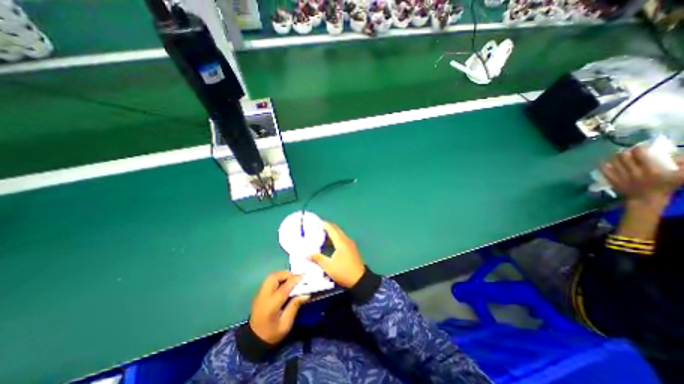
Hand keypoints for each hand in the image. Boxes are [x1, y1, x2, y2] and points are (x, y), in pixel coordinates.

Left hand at [249, 270, 309, 345]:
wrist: (254, 341)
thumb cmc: (272, 334)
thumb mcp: (286, 324)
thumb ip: (295, 306)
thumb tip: (306, 294)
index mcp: (271, 305)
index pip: (284, 288)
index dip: (295, 280)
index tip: (304, 276)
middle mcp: (264, 296)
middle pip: (274, 277)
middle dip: (287, 274)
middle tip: (297, 278)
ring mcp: (260, 293)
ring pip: (271, 276)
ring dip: (282, 275)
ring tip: (291, 279)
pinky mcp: (259, 293)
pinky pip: (269, 280)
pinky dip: (278, 278)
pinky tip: (285, 283)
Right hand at [310, 221, 365, 286]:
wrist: (360, 280)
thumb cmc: (343, 272)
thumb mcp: (328, 266)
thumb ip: (317, 258)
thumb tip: (306, 254)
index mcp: (341, 241)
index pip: (331, 228)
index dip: (324, 224)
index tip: (316, 222)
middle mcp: (346, 240)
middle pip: (336, 229)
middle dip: (327, 227)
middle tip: (318, 228)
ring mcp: (350, 244)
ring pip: (340, 234)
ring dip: (332, 233)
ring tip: (321, 235)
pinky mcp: (352, 248)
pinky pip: (342, 239)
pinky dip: (335, 238)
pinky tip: (330, 244)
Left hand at [599, 147, 682, 206]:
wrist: (645, 200)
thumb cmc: (664, 188)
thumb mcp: (681, 177)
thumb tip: (680, 155)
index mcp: (650, 170)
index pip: (640, 155)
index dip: (638, 148)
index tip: (640, 146)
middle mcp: (633, 172)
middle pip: (624, 157)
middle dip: (625, 152)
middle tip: (628, 150)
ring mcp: (621, 176)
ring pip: (614, 162)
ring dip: (615, 157)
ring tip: (618, 155)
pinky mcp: (612, 180)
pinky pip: (604, 171)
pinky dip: (603, 165)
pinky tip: (605, 162)